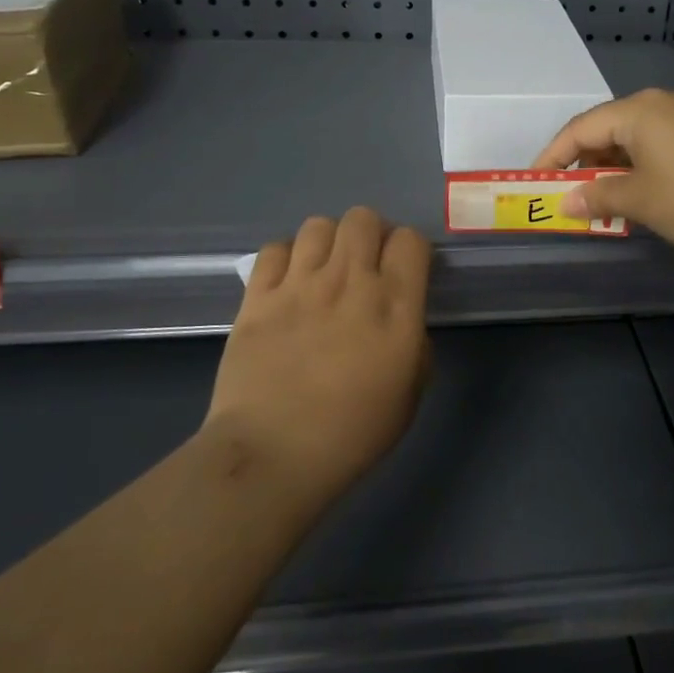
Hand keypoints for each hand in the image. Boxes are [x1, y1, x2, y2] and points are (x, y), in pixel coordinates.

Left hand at [204, 207, 432, 506]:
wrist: (274, 454)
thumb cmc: (353, 433)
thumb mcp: (410, 394)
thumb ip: (415, 346)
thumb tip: (404, 324)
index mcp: (395, 305)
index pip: (410, 240)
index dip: (410, 248)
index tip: (405, 270)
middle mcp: (350, 282)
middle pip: (363, 218)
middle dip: (370, 234)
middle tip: (365, 265)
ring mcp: (300, 285)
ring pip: (318, 225)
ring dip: (328, 242)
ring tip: (324, 271)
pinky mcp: (258, 297)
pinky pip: (274, 249)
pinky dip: (286, 258)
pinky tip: (287, 283)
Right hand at [532, 89, 673, 261]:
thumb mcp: (640, 200)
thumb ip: (597, 195)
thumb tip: (566, 202)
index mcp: (639, 110)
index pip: (580, 128)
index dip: (553, 155)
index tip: (536, 181)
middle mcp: (663, 102)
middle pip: (608, 127)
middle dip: (585, 161)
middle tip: (570, 193)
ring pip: (636, 136)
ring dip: (614, 166)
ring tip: (603, 199)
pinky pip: (661, 143)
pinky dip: (641, 165)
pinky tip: (641, 192)